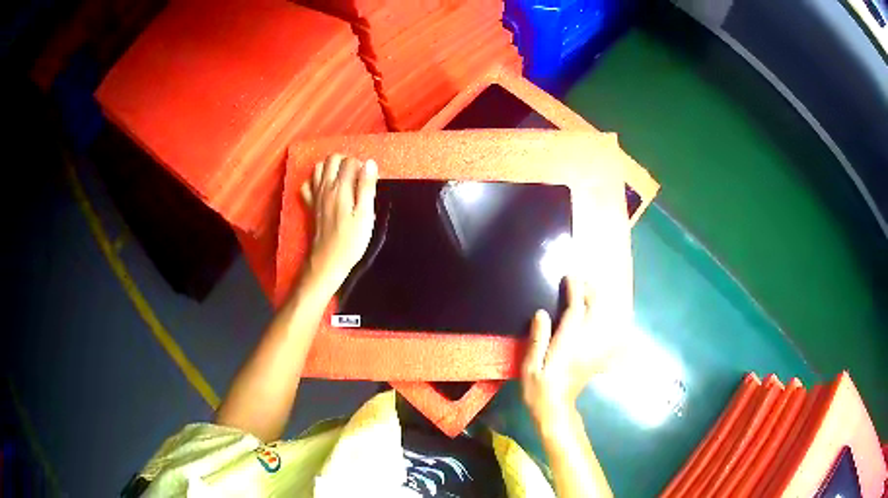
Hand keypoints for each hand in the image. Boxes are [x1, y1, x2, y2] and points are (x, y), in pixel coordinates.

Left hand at [300, 154, 377, 291]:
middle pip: (332, 159)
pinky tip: (325, 188)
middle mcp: (325, 187)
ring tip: (344, 179)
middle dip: (347, 161)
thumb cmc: (351, 241)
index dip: (363, 166)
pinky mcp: (310, 204)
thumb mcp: (365, 215)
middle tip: (358, 176)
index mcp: (340, 188)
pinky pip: (307, 183)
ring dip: (331, 167)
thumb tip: (370, 163)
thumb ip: (367, 187)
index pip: (351, 162)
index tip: (371, 180)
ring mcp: (315, 195)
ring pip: (318, 167)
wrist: (327, 260)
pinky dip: (316, 180)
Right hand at [521, 276, 596, 427]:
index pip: (576, 310)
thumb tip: (541, 313)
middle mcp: (584, 342)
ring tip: (589, 291)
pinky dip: (608, 319)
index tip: (569, 277)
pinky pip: (607, 332)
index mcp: (567, 343)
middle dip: (590, 291)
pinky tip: (604, 314)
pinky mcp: (596, 355)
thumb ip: (537, 339)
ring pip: (604, 318)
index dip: (575, 290)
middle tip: (580, 281)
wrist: (556, 409)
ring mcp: (593, 348)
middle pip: (595, 310)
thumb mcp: (530, 366)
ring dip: (598, 301)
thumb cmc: (539, 388)